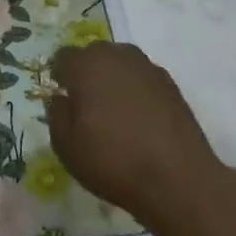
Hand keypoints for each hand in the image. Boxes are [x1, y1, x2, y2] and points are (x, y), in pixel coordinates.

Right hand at [46, 42, 222, 229]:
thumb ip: (56, 113)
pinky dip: (136, 92)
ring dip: (113, 80)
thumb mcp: (65, 144)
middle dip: (87, 73)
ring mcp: (148, 68)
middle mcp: (117, 56)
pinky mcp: (172, 85)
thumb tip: (62, 98)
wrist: (178, 179)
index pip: (63, 57)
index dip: (59, 76)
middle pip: (94, 55)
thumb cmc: (112, 160)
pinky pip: (142, 80)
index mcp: (87, 65)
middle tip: (86, 105)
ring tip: (114, 112)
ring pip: (121, 64)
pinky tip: (138, 120)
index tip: (62, 98)